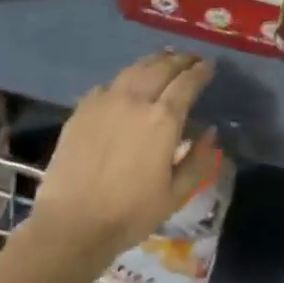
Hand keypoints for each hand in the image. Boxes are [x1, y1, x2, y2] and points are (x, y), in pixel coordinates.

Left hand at [28, 51, 218, 265]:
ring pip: (133, 70)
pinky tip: (128, 85)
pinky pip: (109, 85)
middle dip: (179, 60)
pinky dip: (126, 79)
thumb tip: (210, 133)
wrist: (72, 223)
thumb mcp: (176, 194)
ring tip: (163, 60)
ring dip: (153, 62)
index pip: (186, 83)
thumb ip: (198, 160)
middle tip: (190, 59)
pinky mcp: (82, 110)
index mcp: (162, 119)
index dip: (200, 71)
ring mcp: (104, 101)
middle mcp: (134, 100)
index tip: (208, 66)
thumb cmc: (130, 213)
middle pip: (160, 67)